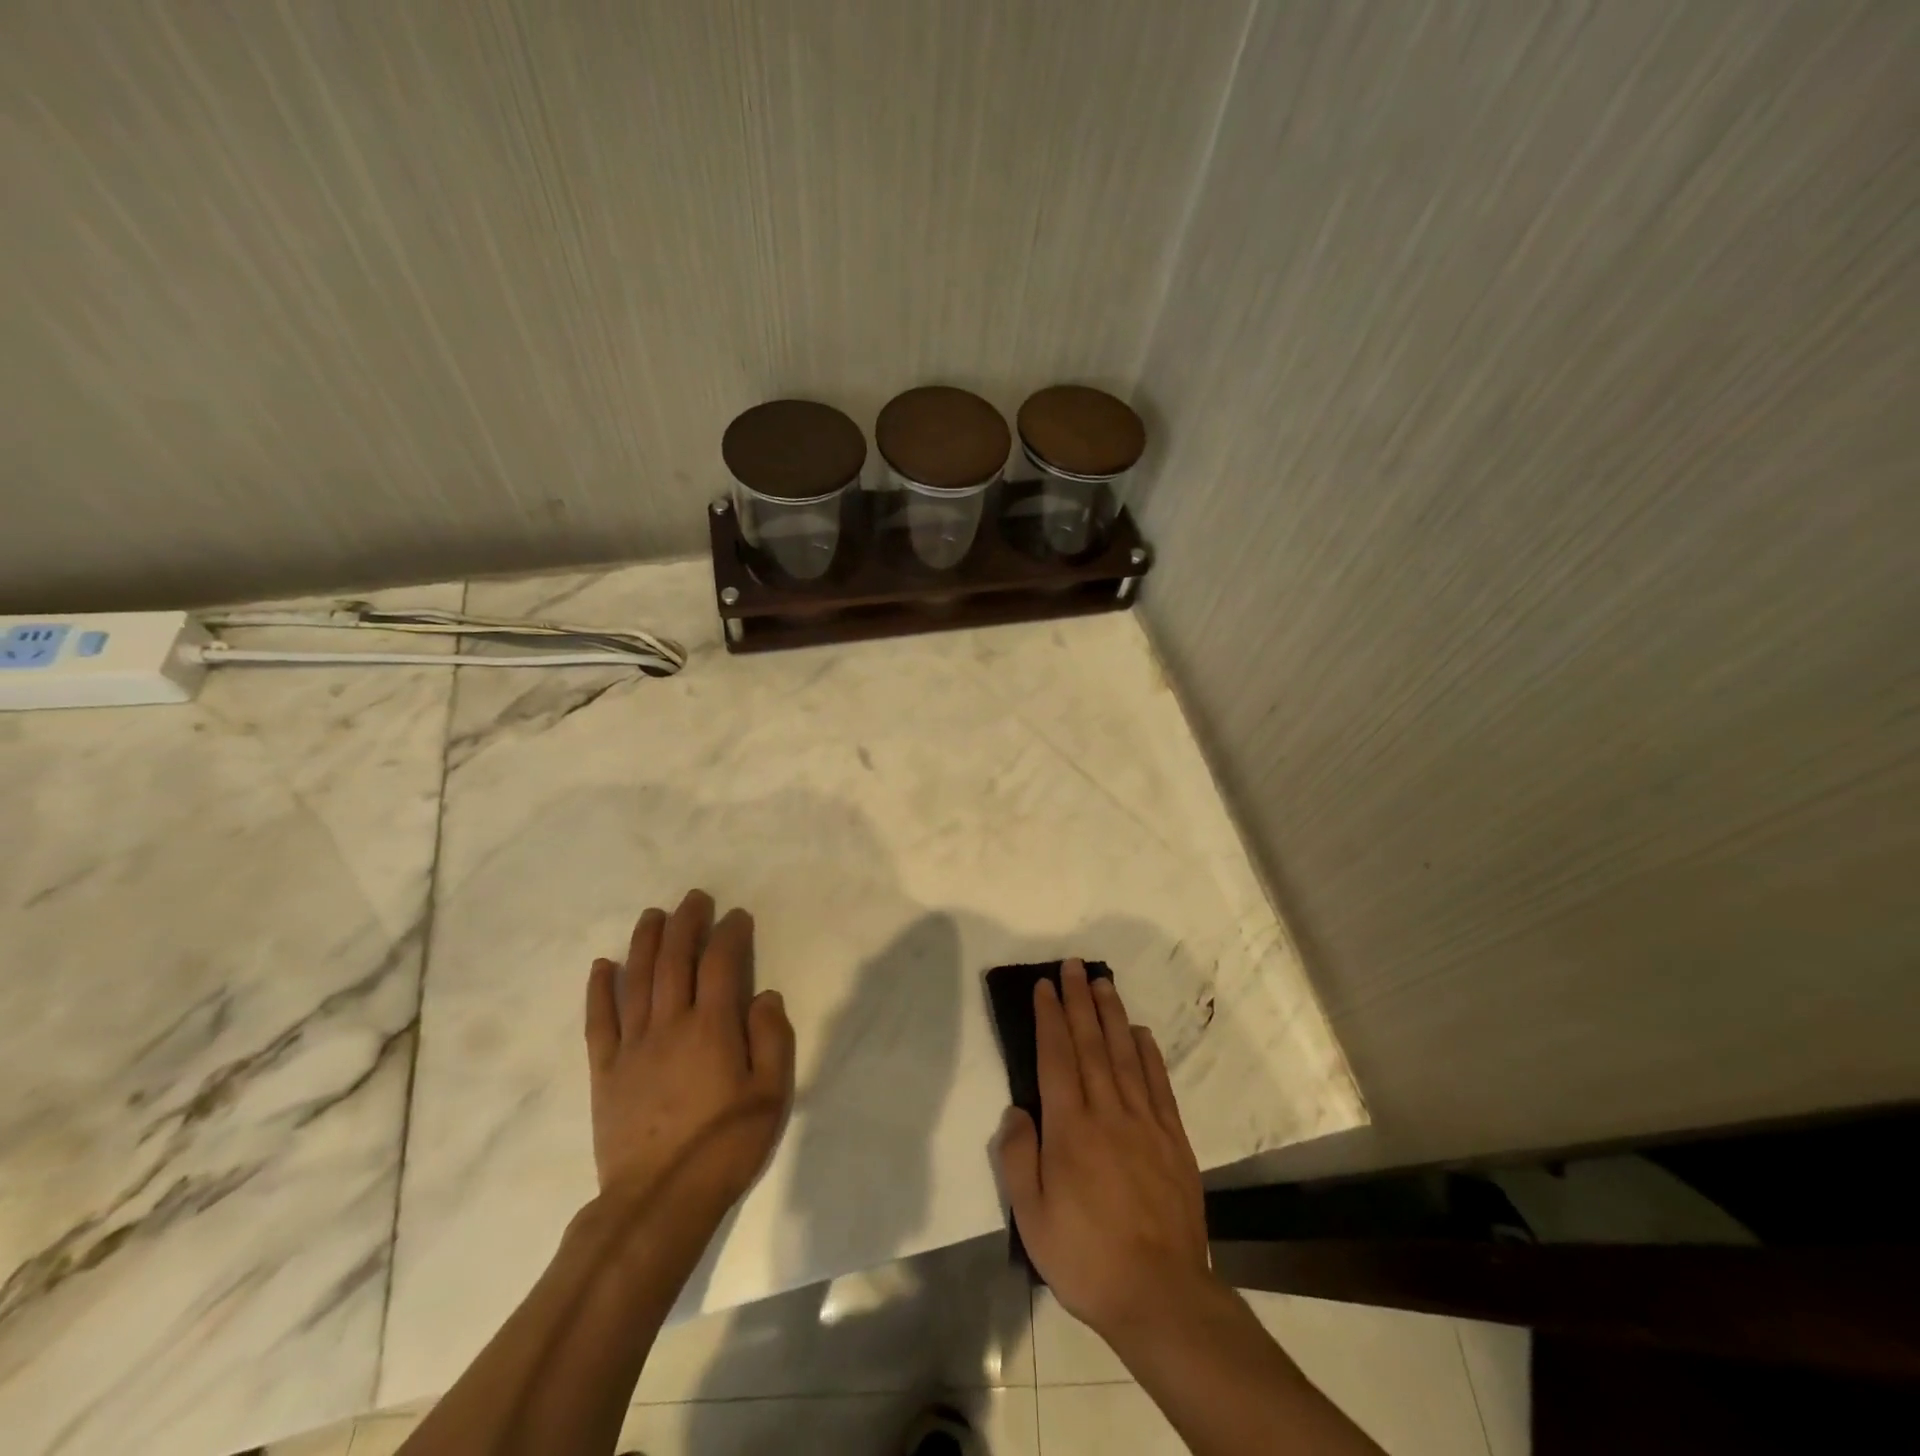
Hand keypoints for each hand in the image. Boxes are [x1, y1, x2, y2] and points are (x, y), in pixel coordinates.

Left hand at [584, 890, 795, 1217]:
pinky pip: (599, 1021)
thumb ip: (772, 1038)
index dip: (730, 934)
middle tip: (694, 899)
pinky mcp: (605, 1071)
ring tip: (653, 915)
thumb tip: (764, 995)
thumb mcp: (771, 1094)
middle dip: (686, 924)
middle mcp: (670, 1025)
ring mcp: (632, 1046)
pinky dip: (599, 990)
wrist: (658, 1201)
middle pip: (675, 961)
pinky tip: (601, 965)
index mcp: (712, 1028)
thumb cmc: (724, 1146)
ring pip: (636, 980)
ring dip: (645, 942)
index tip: (736, 917)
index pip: (721, 964)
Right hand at [994, 959, 1213, 1338]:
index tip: (1044, 987)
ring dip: (1112, 1015)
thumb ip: (1018, 1158)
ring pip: (1125, 1054)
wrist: (1160, 1295)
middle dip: (1078, 1001)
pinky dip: (1149, 1053)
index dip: (1049, 1018)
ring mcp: (1145, 1123)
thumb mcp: (1032, 1218)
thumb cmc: (1086, 1257)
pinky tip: (1141, 1032)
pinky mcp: (1173, 1139)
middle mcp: (1108, 1112)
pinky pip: (1159, 1084)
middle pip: (1091, 1044)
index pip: (1056, 1057)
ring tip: (1102, 983)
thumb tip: (1018, 1110)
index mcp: (1070, 1128)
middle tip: (1072, 966)